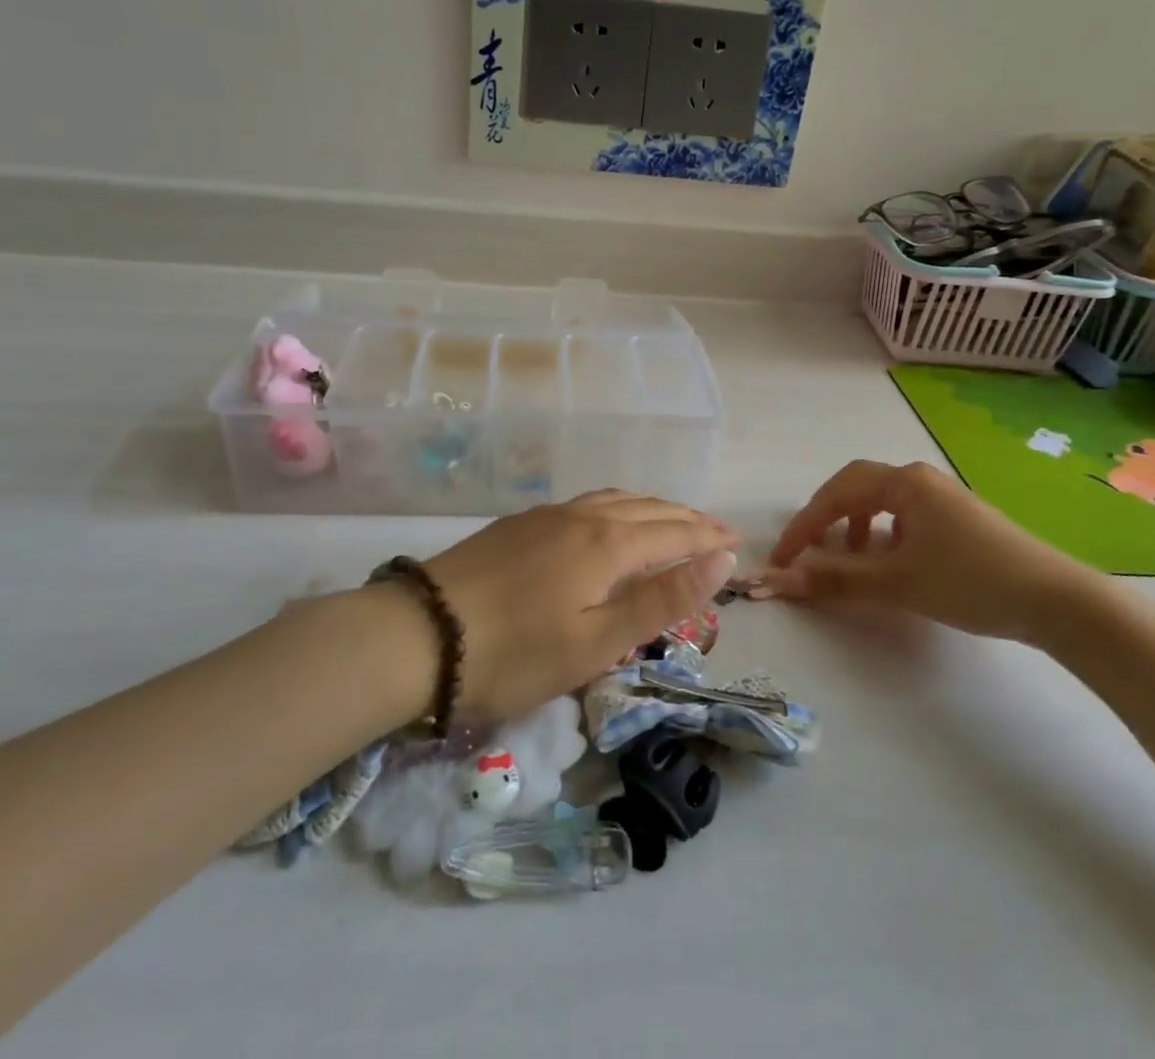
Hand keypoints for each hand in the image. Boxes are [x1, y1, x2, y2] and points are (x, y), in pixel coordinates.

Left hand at [424, 490, 740, 723]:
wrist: (416, 634)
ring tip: (672, 519)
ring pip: (616, 500)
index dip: (709, 537)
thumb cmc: (513, 654)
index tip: (738, 542)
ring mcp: (547, 515)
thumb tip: (721, 561)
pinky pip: (587, 503)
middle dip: (687, 518)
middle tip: (715, 531)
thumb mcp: (596, 642)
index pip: (674, 531)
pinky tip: (610, 521)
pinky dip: (618, 508)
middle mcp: (582, 516)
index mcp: (606, 544)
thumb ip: (661, 599)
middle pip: (648, 509)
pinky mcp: (520, 523)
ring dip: (652, 508)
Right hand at [760, 460, 1099, 642]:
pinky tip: (891, 561)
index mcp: (903, 482)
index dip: (803, 526)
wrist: (1058, 601)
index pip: (836, 494)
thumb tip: (780, 581)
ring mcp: (943, 498)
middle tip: (809, 550)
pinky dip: (884, 533)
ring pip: (883, 501)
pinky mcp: (960, 519)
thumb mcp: (897, 582)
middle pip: (857, 487)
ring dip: (855, 525)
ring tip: (850, 558)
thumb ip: (835, 579)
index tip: (781, 560)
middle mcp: (920, 480)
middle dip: (826, 517)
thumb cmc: (970, 581)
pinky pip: (906, 515)